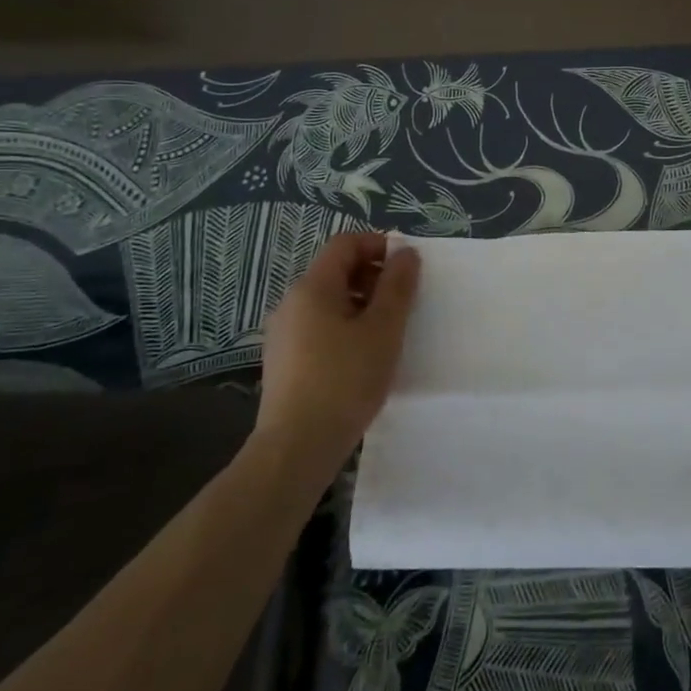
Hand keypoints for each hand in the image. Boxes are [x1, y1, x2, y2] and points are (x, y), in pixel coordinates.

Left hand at [251, 233, 420, 485]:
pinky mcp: (284, 360)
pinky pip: (319, 326)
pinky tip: (364, 356)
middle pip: (336, 271)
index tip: (407, 268)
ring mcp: (283, 333)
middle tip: (404, 301)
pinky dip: (345, 327)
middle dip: (374, 276)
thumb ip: (397, 285)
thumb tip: (405, 252)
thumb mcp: (383, 328)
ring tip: (389, 331)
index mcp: (312, 288)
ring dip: (362, 304)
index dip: (379, 245)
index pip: (345, 244)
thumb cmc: (346, 379)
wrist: (297, 446)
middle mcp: (291, 302)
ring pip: (329, 301)